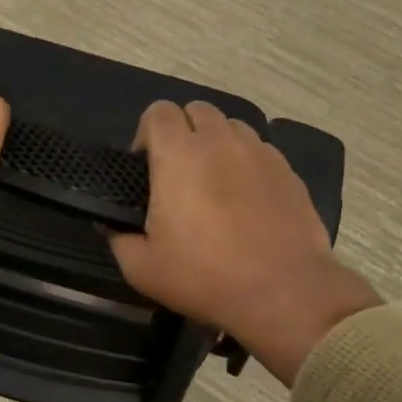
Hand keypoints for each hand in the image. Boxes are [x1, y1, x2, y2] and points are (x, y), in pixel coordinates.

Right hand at [109, 101, 380, 385]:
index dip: (146, 133)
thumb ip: (119, 239)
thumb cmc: (203, 276)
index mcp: (179, 155)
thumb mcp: (142, 268)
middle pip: (197, 110)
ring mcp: (260, 153)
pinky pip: (260, 151)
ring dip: (216, 145)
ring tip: (213, 184)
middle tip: (177, 175)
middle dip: (182, 132)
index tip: (145, 168)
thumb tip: (113, 225)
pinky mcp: (288, 172)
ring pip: (232, 128)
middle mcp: (221, 141)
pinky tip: (246, 201)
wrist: (282, 291)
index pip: (158, 112)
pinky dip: (246, 164)